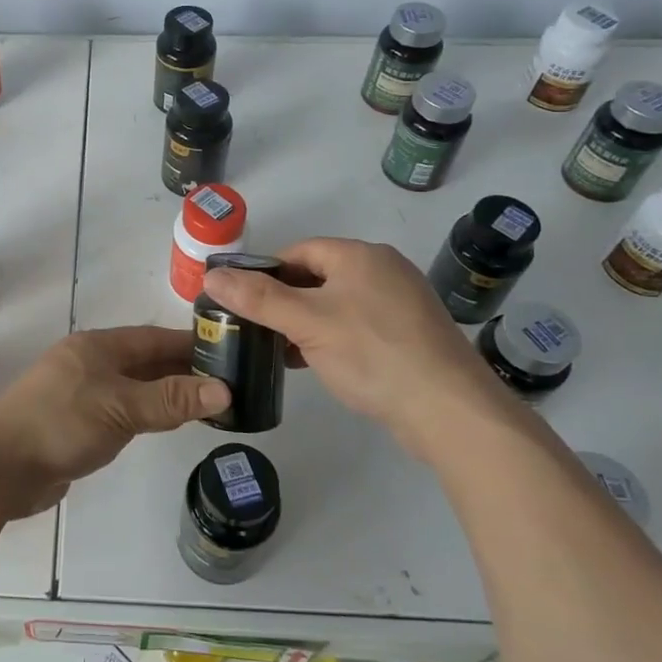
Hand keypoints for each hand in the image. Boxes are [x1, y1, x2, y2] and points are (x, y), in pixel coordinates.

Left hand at [0, 327, 229, 515]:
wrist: (0, 467)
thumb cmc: (61, 424)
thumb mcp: (122, 407)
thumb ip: (171, 399)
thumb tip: (225, 390)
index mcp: (97, 346)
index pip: (153, 338)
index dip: (189, 344)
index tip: (227, 352)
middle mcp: (89, 363)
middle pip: (143, 361)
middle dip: (181, 370)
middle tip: (226, 383)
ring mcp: (79, 392)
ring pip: (132, 386)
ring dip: (164, 393)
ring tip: (204, 404)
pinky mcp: (74, 422)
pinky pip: (119, 410)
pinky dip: (144, 413)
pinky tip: (162, 423)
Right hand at [198, 237, 516, 464]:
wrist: (450, 410)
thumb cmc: (372, 354)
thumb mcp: (306, 323)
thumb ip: (257, 298)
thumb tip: (212, 276)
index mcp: (360, 256)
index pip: (299, 251)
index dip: (265, 273)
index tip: (242, 302)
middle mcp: (384, 270)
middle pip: (318, 276)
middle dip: (285, 300)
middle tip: (257, 329)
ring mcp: (402, 303)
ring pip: (338, 303)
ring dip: (307, 322)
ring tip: (281, 350)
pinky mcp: (411, 334)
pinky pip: (359, 325)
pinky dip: (333, 337)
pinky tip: (318, 363)